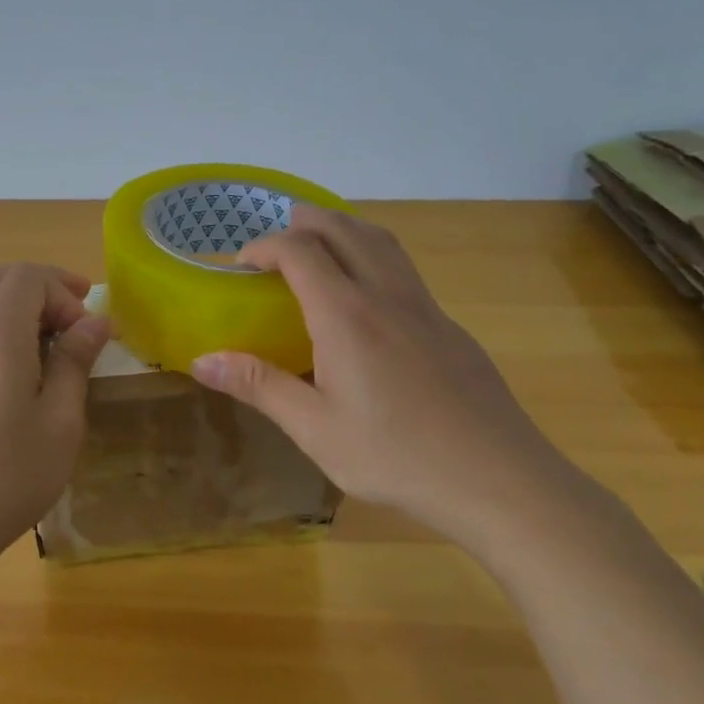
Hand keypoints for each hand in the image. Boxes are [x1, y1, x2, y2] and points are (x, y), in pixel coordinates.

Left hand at [0, 263, 112, 577]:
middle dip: (43, 290)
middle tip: (76, 318)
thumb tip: (95, 322)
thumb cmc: (7, 477)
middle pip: (1, 281)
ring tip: (48, 353)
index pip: (27, 276)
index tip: (86, 330)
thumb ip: (75, 362)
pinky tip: (10, 379)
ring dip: (18, 312)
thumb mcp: (60, 423)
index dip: (63, 290)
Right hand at [189, 207, 595, 552]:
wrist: (500, 481)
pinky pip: (402, 270)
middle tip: (274, 245)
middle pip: (342, 228)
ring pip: (380, 241)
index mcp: (345, 314)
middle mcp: (385, 295)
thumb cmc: (397, 456)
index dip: (263, 246)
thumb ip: (259, 386)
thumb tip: (202, 361)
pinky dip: (372, 257)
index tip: (240, 266)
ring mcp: (424, 307)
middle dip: (302, 223)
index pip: (298, 250)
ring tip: (318, 249)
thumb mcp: (315, 429)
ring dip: (342, 230)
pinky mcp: (449, 327)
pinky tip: (366, 302)